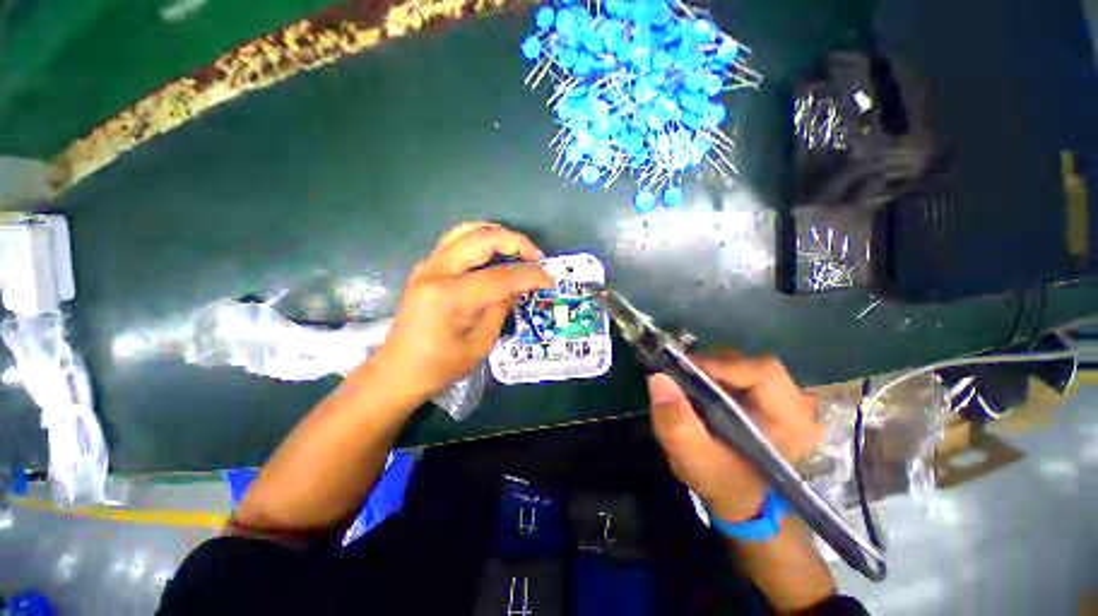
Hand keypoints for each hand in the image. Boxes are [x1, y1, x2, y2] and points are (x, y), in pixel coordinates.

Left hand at [375, 222, 552, 399]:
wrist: (398, 370)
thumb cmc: (441, 365)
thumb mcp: (481, 342)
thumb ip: (502, 307)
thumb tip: (521, 285)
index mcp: (450, 296)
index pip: (500, 276)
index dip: (530, 275)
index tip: (550, 280)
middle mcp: (436, 270)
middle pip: (482, 239)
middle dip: (516, 242)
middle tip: (537, 257)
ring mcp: (428, 264)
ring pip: (467, 230)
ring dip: (498, 235)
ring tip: (519, 250)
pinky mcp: (427, 267)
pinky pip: (457, 241)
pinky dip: (481, 240)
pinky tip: (496, 253)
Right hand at [648, 351, 823, 523]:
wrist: (743, 501)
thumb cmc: (723, 483)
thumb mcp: (694, 459)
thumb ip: (676, 424)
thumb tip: (658, 378)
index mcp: (791, 421)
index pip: (762, 372)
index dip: (721, 365)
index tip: (683, 368)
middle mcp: (797, 403)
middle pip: (751, 363)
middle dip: (712, 365)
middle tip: (680, 374)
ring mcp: (786, 398)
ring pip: (745, 364)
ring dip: (713, 368)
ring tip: (688, 380)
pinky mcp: (771, 396)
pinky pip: (742, 372)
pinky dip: (717, 373)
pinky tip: (701, 386)